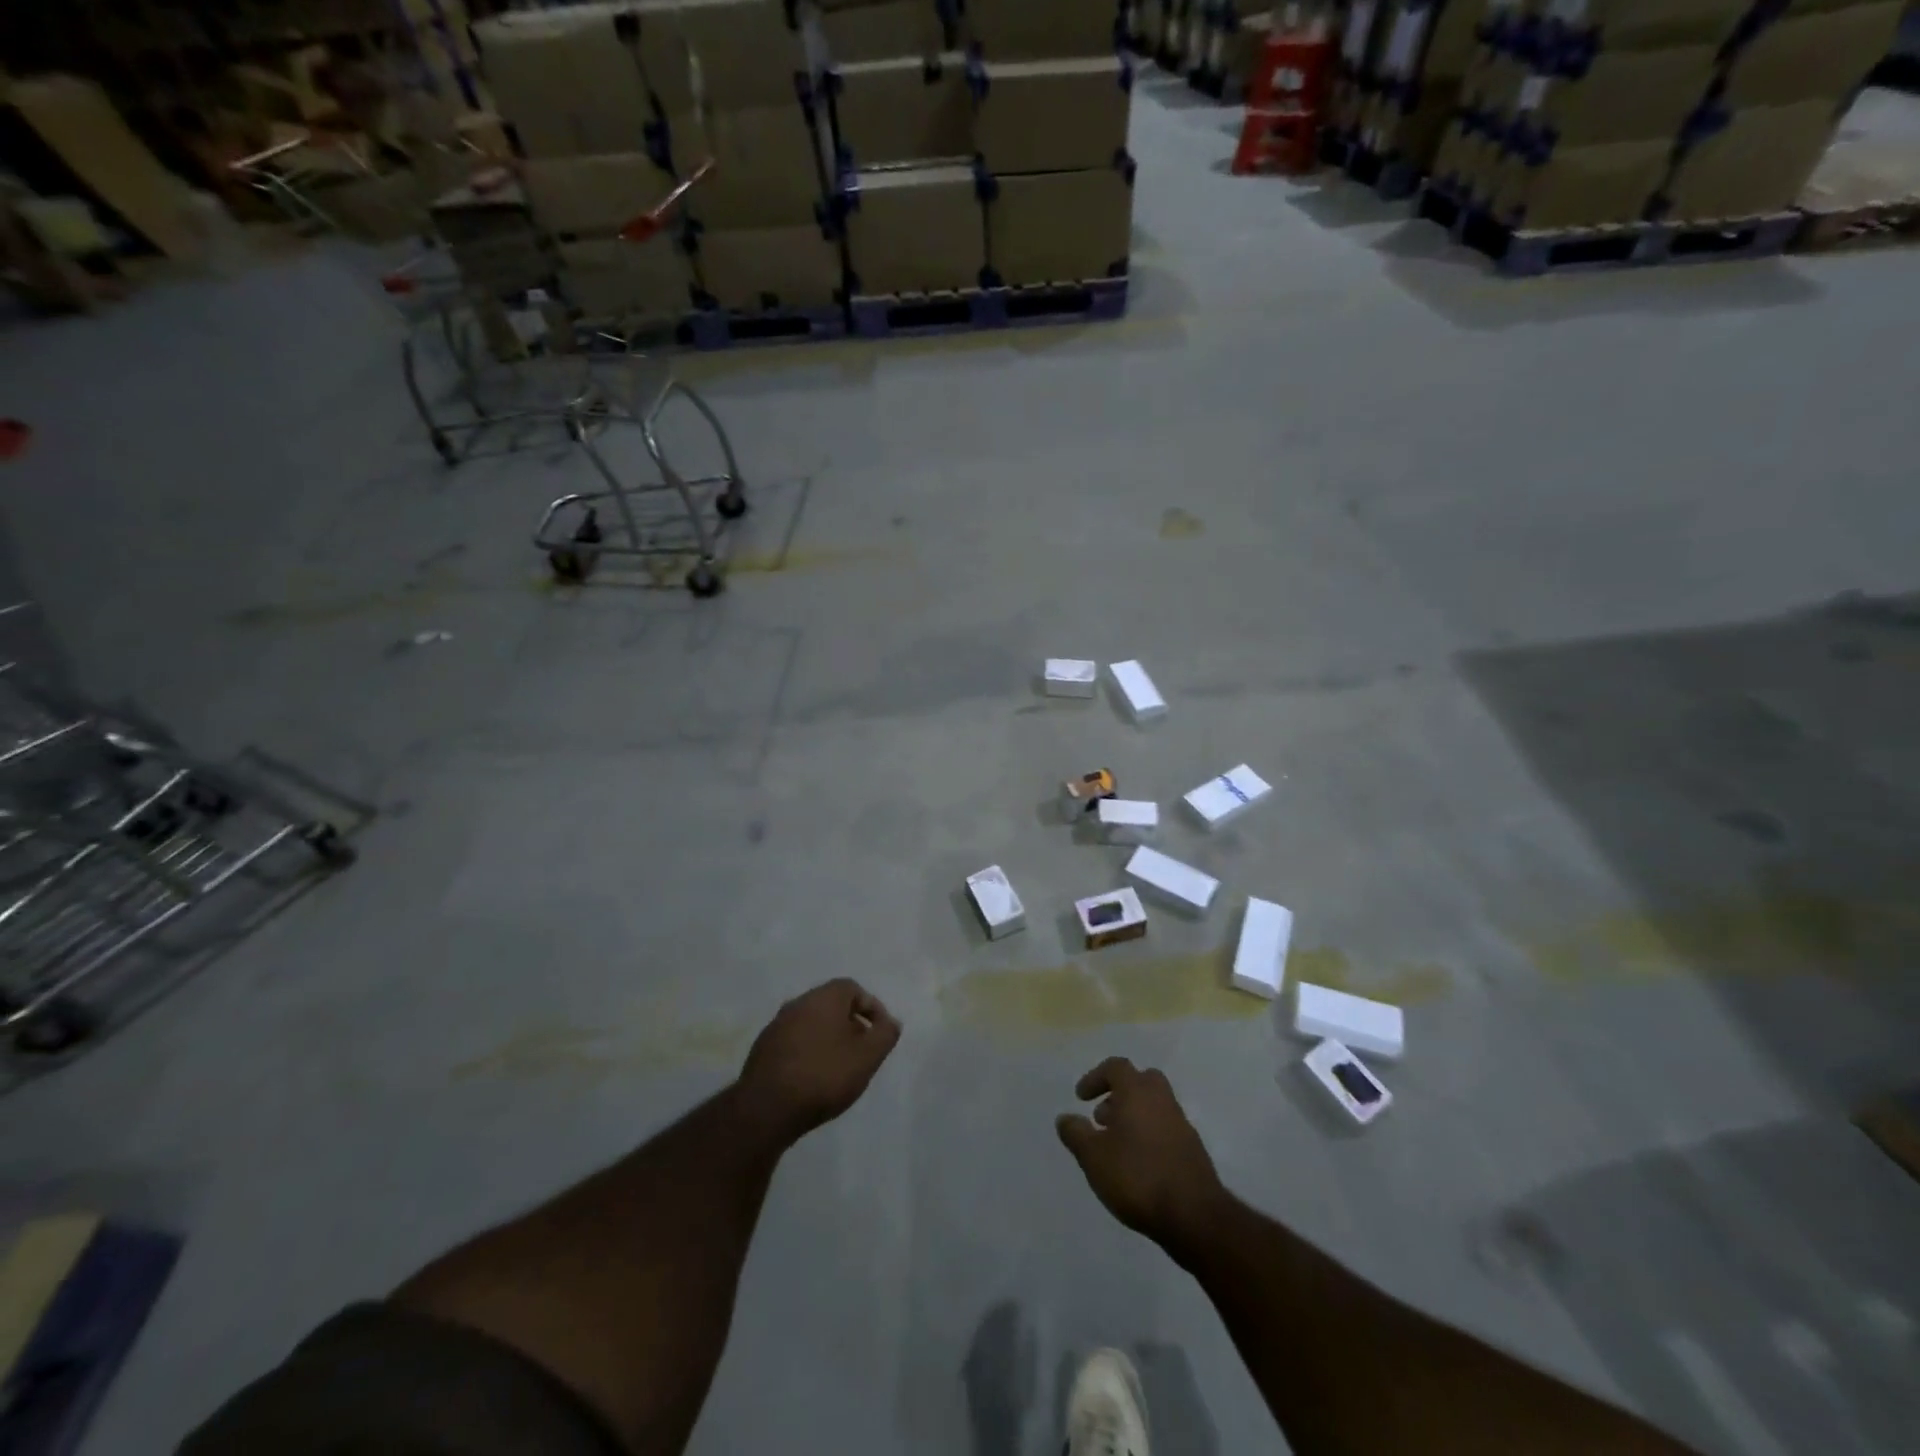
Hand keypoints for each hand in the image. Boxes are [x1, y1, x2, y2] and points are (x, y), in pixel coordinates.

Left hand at [736, 979, 900, 1143]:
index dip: (871, 1008)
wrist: (767, 1109)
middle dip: (851, 1024)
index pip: (853, 988)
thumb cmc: (824, 1075)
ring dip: (828, 1039)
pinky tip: (813, 1078)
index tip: (880, 1033)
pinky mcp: (762, 1049)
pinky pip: (794, 1042)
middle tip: (862, 1050)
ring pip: (811, 1024)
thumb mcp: (867, 1056)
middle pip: (831, 1005)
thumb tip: (890, 1022)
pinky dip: (808, 1052)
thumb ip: (885, 1034)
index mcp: (823, 997)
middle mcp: (798, 1003)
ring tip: (839, 1067)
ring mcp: (776, 1025)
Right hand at [1057, 1057, 1226, 1252]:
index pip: (1116, 1067)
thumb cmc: (1137, 1177)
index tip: (1080, 1098)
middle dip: (1119, 1093)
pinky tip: (1138, 1165)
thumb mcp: (1093, 1157)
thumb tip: (1065, 1118)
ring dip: (1134, 1116)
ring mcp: (1181, 1124)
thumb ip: (1076, 1134)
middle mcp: (1162, 1100)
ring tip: (1116, 1145)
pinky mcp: (1193, 1149)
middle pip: (1141, 1081)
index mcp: (1137, 1092)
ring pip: (1154, 1105)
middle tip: (1102, 1117)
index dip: (1095, 1077)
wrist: (1195, 1216)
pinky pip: (1166, 1128)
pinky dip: (1149, 1135)